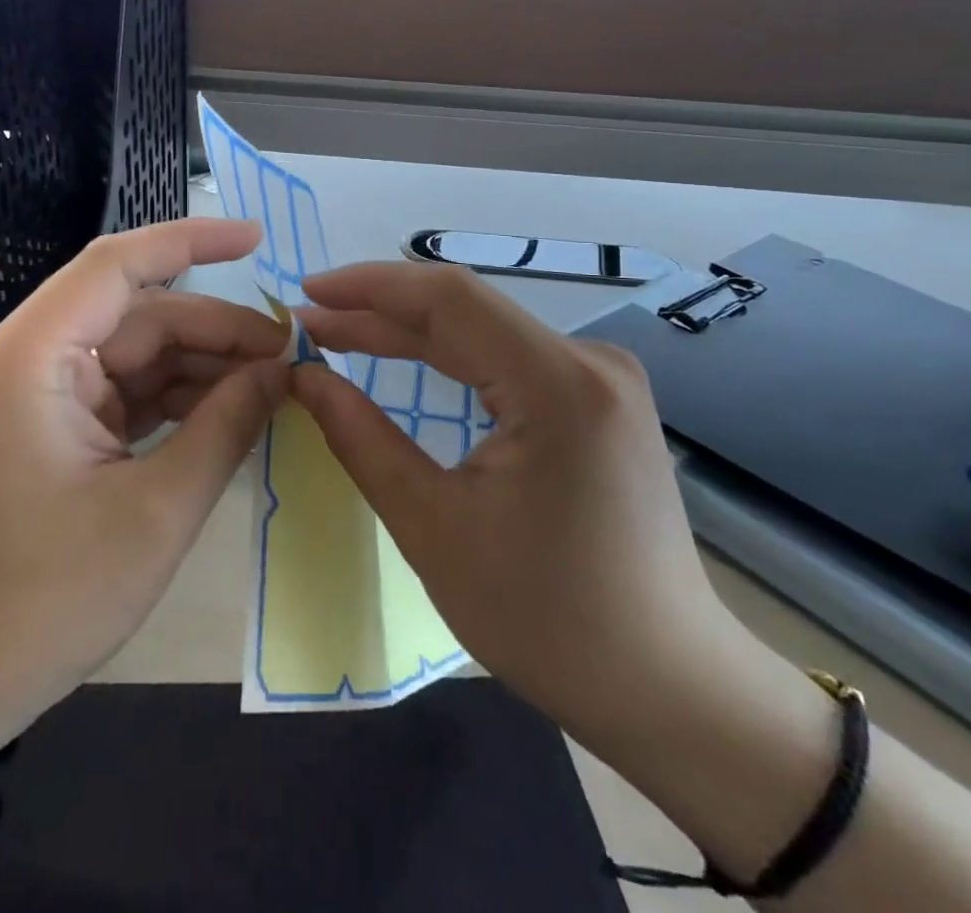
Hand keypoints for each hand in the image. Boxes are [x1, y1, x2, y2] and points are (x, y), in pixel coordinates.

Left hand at [0, 219, 288, 750]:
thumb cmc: (45, 601)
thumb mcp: (158, 510)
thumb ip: (227, 425)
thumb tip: (283, 369)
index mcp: (34, 358)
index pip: (118, 264)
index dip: (191, 241)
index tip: (257, 238)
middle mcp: (30, 358)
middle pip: (140, 314)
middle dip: (216, 330)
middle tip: (289, 356)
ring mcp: (39, 393)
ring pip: (138, 351)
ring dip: (202, 365)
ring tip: (271, 387)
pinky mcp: (52, 425)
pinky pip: (125, 389)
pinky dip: (176, 397)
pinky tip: (229, 412)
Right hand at [292, 262, 747, 764]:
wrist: (665, 683)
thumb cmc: (545, 618)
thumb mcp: (432, 527)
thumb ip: (361, 439)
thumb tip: (305, 377)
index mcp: (557, 384)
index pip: (448, 298)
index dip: (370, 286)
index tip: (307, 293)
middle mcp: (589, 360)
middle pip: (465, 310)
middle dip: (380, 312)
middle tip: (310, 322)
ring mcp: (601, 377)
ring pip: (485, 331)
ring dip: (411, 332)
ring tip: (341, 333)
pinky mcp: (599, 398)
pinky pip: (510, 357)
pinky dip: (450, 356)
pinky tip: (407, 357)